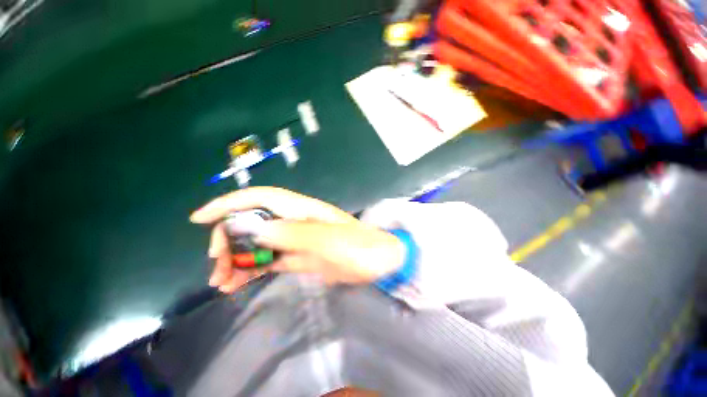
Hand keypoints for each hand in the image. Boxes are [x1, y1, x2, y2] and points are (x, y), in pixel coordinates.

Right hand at [190, 187, 404, 292]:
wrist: (379, 262)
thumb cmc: (361, 248)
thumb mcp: (330, 240)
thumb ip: (295, 234)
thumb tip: (255, 228)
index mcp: (302, 211)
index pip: (260, 199)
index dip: (230, 204)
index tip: (199, 218)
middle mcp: (295, 222)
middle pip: (253, 222)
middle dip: (228, 239)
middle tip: (217, 265)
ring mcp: (296, 241)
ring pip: (257, 244)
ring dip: (235, 259)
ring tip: (220, 282)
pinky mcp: (298, 258)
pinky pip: (268, 261)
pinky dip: (250, 271)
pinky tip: (235, 285)